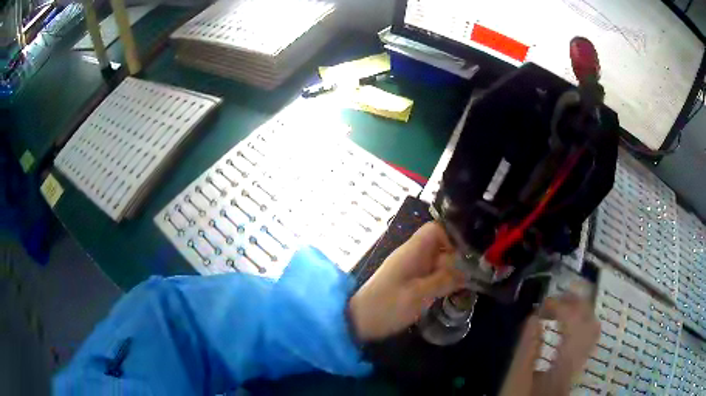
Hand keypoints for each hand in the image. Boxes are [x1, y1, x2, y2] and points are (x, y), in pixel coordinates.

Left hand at [348, 222, 464, 341]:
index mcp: (412, 251)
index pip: (435, 229)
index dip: (452, 237)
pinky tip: (451, 295)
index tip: (465, 256)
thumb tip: (467, 271)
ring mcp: (409, 270)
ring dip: (451, 273)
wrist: (358, 321)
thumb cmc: (387, 305)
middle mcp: (412, 256)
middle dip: (456, 258)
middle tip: (472, 275)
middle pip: (440, 247)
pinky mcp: (408, 284)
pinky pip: (430, 276)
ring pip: (437, 263)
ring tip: (466, 286)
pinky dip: (442, 283)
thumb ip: (444, 280)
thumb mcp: (419, 294)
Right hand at [500, 292, 599, 395]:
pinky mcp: (578, 365)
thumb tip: (533, 317)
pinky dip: (580, 323)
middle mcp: (579, 360)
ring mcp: (581, 362)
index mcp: (564, 363)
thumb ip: (526, 350)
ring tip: (564, 305)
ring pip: (592, 329)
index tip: (543, 303)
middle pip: (590, 322)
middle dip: (576, 303)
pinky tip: (568, 324)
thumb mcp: (517, 380)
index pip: (573, 324)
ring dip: (580, 312)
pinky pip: (587, 337)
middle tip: (557, 296)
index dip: (560, 306)